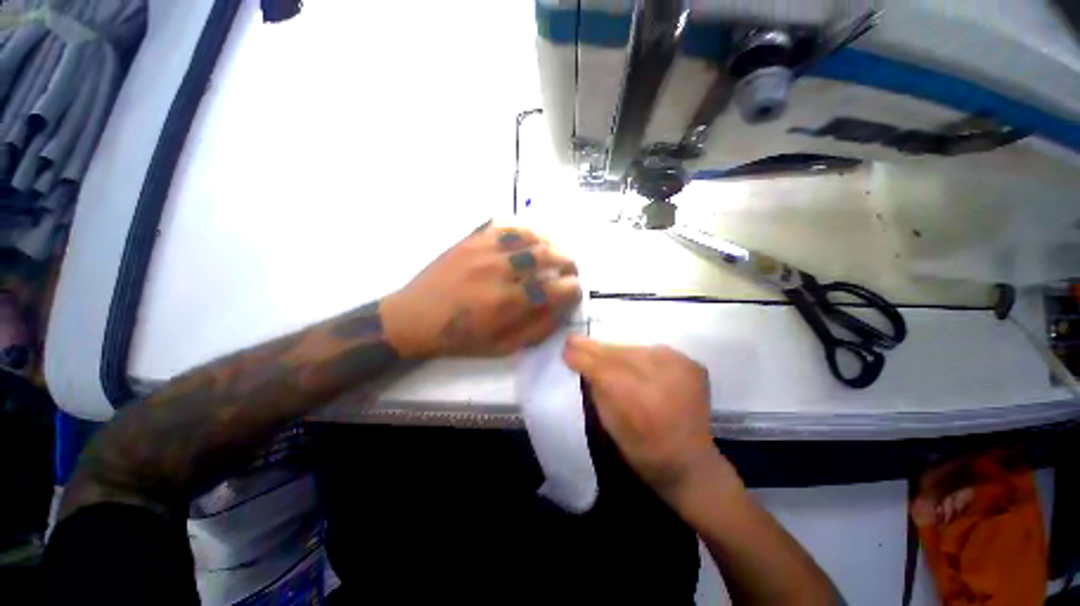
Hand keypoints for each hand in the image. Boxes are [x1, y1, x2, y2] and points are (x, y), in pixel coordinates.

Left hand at [381, 223, 580, 357]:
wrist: (413, 318)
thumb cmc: (459, 338)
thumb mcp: (501, 347)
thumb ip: (536, 329)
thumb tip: (562, 309)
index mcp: (506, 303)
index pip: (553, 289)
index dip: (571, 288)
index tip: (575, 289)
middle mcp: (498, 271)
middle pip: (545, 255)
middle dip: (567, 261)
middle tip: (570, 269)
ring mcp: (483, 250)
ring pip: (528, 236)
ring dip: (549, 242)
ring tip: (555, 251)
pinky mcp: (470, 239)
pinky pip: (504, 225)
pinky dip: (524, 229)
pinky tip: (530, 237)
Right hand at [563, 337, 723, 497]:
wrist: (690, 462)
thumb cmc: (644, 451)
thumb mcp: (611, 425)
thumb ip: (597, 391)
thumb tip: (584, 365)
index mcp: (641, 402)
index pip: (604, 369)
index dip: (583, 358)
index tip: (566, 349)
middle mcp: (664, 379)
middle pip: (620, 354)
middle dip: (595, 348)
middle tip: (574, 340)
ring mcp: (682, 368)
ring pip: (636, 349)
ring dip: (615, 350)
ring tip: (598, 350)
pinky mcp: (691, 364)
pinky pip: (654, 351)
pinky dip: (639, 355)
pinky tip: (630, 362)